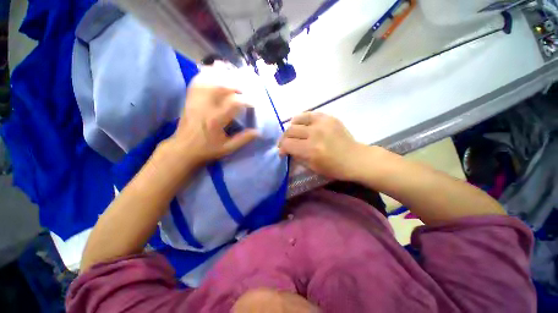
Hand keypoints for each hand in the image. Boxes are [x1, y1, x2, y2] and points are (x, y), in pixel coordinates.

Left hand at [166, 83, 257, 166]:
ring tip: (231, 79)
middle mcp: (205, 107)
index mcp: (216, 120)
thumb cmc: (207, 150)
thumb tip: (257, 132)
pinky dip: (205, 76)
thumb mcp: (228, 148)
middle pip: (221, 87)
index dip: (246, 101)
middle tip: (243, 91)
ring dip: (221, 78)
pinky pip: (196, 83)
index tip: (253, 104)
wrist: (183, 150)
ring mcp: (195, 102)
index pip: (234, 103)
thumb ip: (243, 139)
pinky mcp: (189, 100)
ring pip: (208, 81)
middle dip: (235, 86)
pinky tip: (212, 74)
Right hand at [278, 112, 363, 180]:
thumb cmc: (334, 168)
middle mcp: (315, 133)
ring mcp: (322, 123)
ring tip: (293, 133)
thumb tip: (287, 150)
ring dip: (291, 127)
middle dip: (284, 139)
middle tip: (286, 143)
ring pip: (297, 120)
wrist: (355, 158)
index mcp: (311, 150)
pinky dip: (302, 119)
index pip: (287, 144)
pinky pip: (309, 114)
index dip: (281, 148)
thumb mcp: (312, 167)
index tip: (282, 152)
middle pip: (290, 131)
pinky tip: (302, 125)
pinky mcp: (328, 117)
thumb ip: (297, 157)